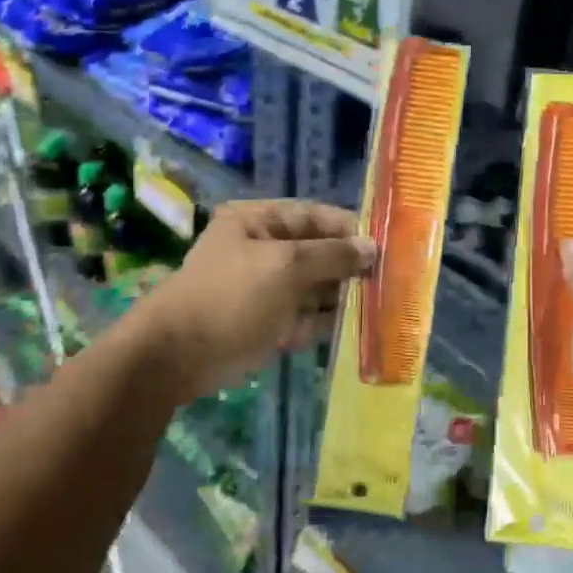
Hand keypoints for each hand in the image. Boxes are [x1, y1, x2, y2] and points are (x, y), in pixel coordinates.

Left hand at [145, 200, 372, 398]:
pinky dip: (332, 322)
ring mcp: (268, 290)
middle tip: (394, 277)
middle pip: (318, 252)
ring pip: (317, 287)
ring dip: (346, 295)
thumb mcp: (285, 266)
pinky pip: (309, 318)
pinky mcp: (272, 324)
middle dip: (351, 265)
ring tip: (387, 303)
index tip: (387, 242)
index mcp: (258, 222)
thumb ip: (332, 255)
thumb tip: (371, 248)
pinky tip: (364, 327)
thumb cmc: (231, 296)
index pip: (314, 216)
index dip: (349, 227)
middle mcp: (264, 251)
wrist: (178, 356)